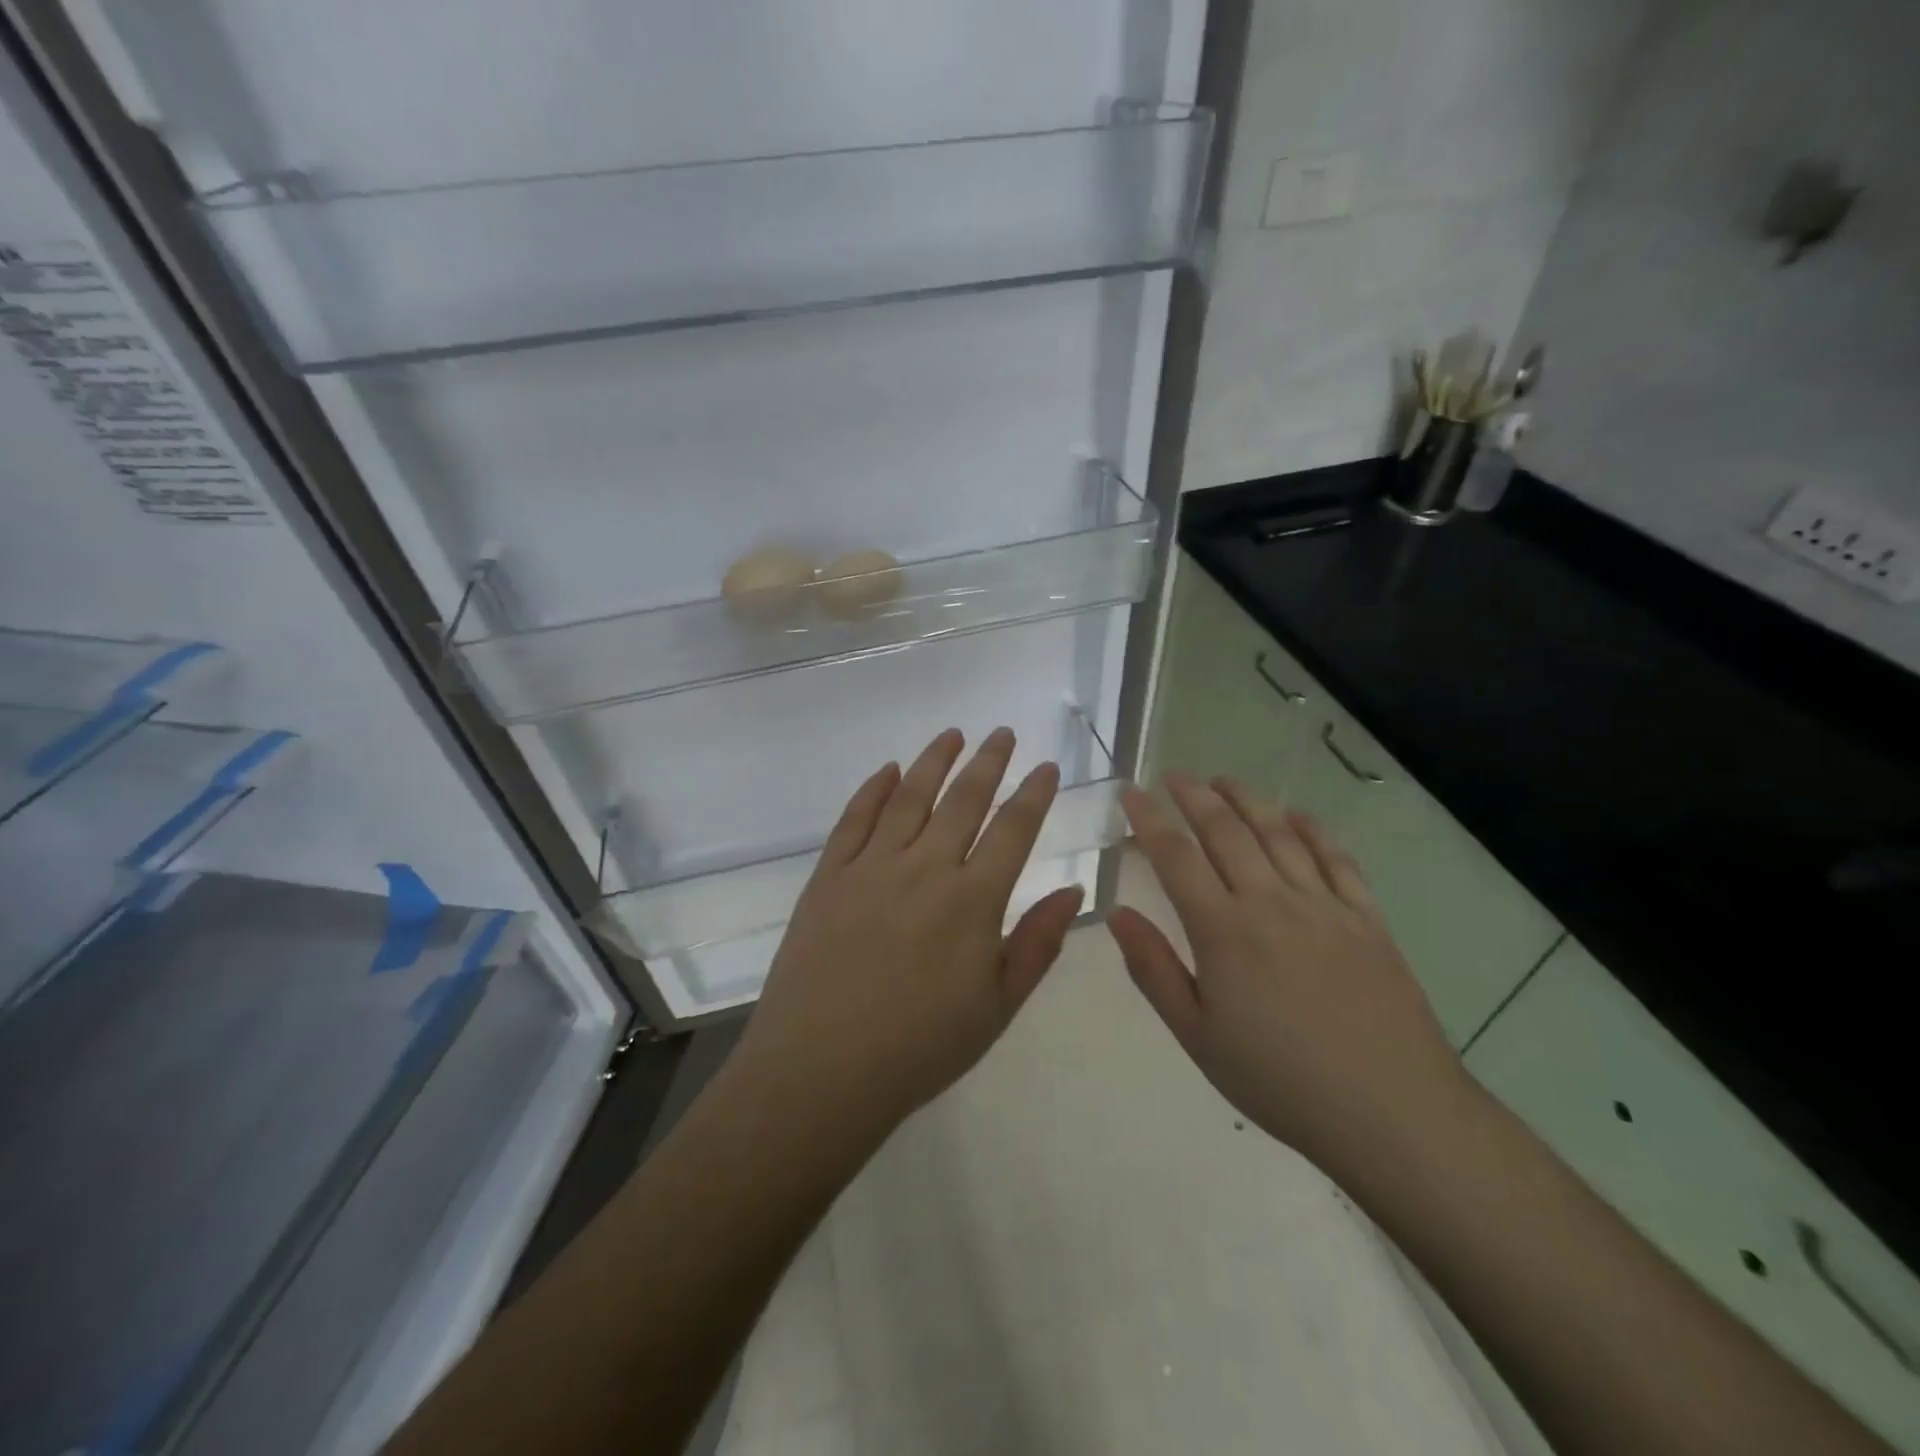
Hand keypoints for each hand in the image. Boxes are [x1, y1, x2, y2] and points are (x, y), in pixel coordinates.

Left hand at [734, 728, 1085, 1140]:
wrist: (821, 1069)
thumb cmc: (920, 1047)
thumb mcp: (997, 1006)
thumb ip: (1038, 943)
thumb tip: (1074, 890)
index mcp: (972, 901)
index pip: (1013, 830)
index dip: (1034, 794)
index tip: (1046, 767)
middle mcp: (925, 868)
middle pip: (963, 800)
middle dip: (988, 762)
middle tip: (1002, 734)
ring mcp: (871, 867)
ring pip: (910, 797)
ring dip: (934, 761)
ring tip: (952, 735)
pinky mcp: (828, 875)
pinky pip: (855, 819)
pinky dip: (874, 789)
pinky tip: (889, 770)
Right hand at [1109, 773, 1471, 1179]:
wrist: (1392, 1113)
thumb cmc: (1280, 1080)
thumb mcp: (1197, 1036)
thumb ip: (1154, 969)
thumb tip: (1117, 914)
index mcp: (1223, 930)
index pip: (1175, 857)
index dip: (1149, 818)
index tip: (1131, 791)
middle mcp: (1271, 902)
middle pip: (1226, 831)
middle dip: (1194, 797)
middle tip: (1174, 776)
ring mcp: (1324, 906)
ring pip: (1278, 834)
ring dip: (1247, 800)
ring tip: (1223, 780)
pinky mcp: (1367, 920)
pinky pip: (1338, 860)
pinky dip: (1314, 830)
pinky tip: (1298, 816)